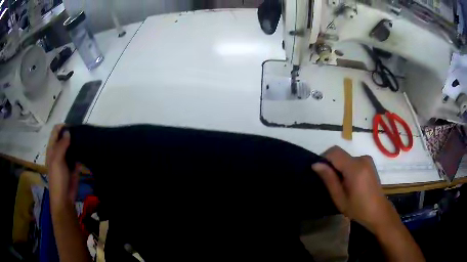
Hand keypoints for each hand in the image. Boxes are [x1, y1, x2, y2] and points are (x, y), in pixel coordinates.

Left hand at [46, 124, 80, 212]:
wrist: (64, 198)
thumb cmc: (57, 178)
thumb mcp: (57, 160)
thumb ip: (61, 145)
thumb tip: (68, 131)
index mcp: (52, 148)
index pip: (56, 131)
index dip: (63, 127)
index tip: (73, 127)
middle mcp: (59, 151)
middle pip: (65, 137)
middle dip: (72, 133)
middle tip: (81, 132)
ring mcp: (67, 159)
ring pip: (72, 146)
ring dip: (77, 143)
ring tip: (86, 139)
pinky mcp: (74, 167)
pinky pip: (78, 156)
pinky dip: (81, 153)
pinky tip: (88, 150)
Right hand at [312, 146, 393, 232]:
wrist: (378, 211)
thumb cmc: (358, 208)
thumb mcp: (340, 197)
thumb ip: (329, 179)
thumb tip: (316, 164)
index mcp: (355, 168)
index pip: (334, 152)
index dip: (324, 158)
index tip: (320, 172)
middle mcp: (362, 158)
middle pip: (340, 155)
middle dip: (332, 165)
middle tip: (332, 183)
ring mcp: (367, 159)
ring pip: (346, 158)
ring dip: (340, 168)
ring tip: (342, 185)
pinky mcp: (369, 162)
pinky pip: (353, 161)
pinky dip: (347, 168)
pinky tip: (351, 182)